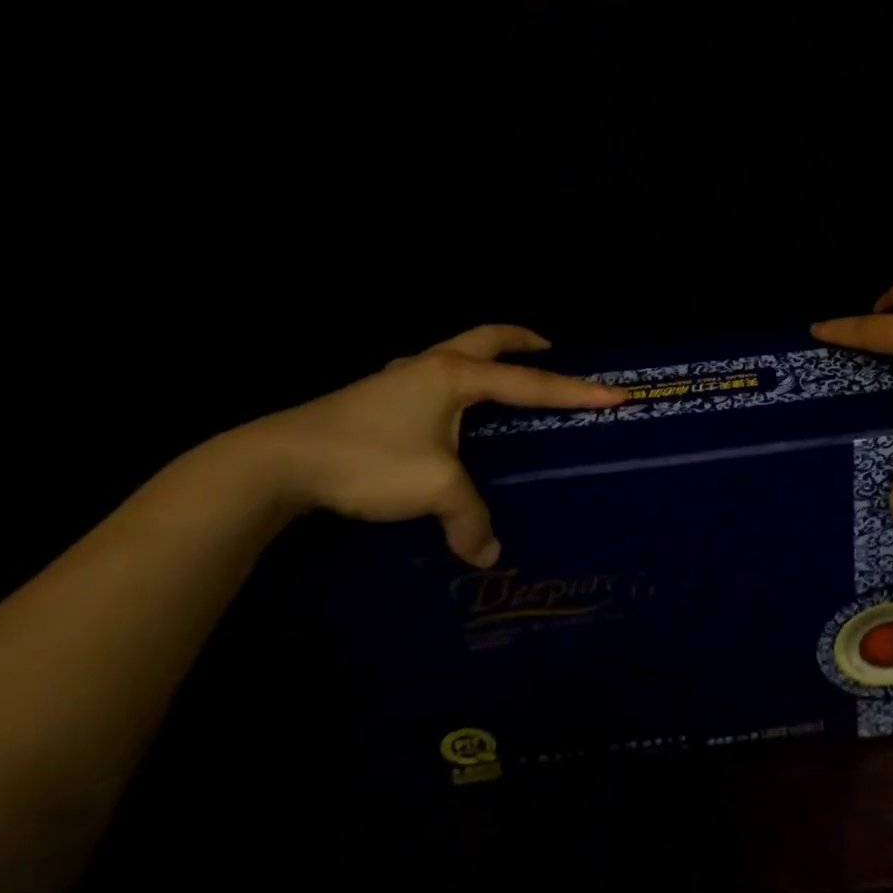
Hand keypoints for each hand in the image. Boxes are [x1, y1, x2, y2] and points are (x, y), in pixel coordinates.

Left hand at [246, 325, 624, 566]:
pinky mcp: (375, 395)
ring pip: (455, 352)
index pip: (530, 383)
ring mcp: (399, 376)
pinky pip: (431, 374)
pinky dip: (455, 379)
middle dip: (524, 340)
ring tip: (502, 379)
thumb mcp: (433, 489)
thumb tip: (488, 554)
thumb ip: (469, 519)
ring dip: (485, 356)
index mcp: (455, 376)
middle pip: (489, 338)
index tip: (615, 394)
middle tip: (552, 348)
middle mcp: (431, 365)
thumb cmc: (368, 460)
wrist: (277, 461)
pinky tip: (446, 410)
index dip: (575, 391)